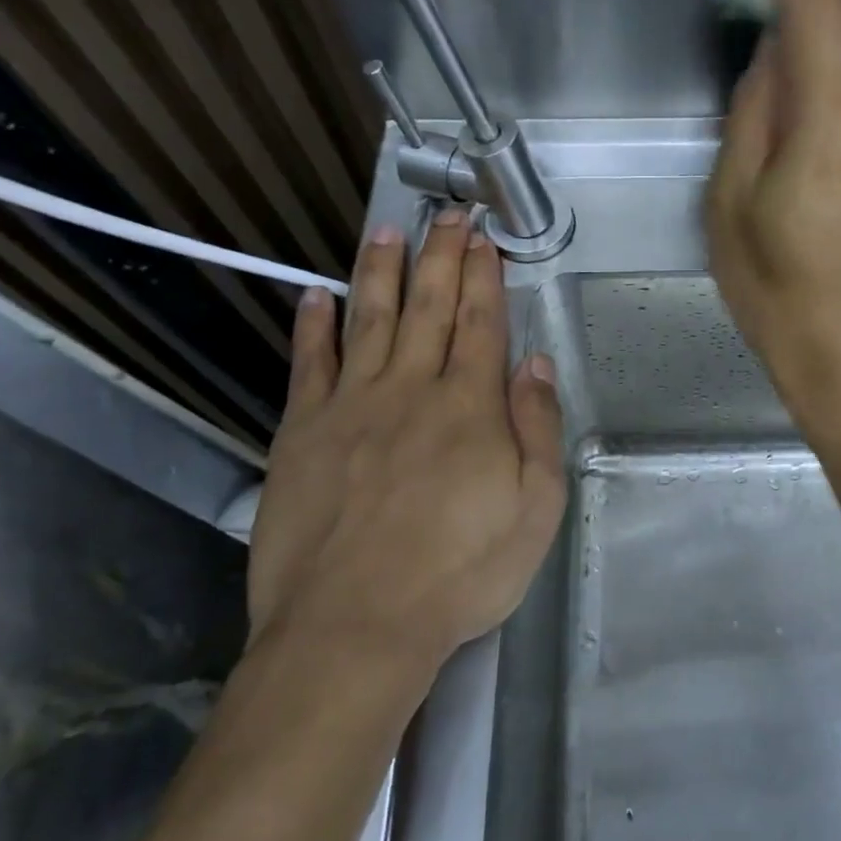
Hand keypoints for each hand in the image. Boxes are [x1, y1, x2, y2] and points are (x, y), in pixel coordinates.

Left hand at [247, 209, 565, 681]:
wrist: (355, 627)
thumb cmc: (461, 572)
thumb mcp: (535, 508)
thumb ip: (538, 427)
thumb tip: (534, 362)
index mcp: (470, 406)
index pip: (481, 323)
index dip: (484, 276)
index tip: (483, 238)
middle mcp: (411, 389)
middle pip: (429, 307)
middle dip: (440, 256)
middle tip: (446, 214)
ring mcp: (351, 406)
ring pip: (369, 320)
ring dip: (381, 271)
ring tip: (387, 230)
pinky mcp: (303, 434)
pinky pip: (309, 366)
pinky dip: (313, 326)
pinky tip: (315, 295)